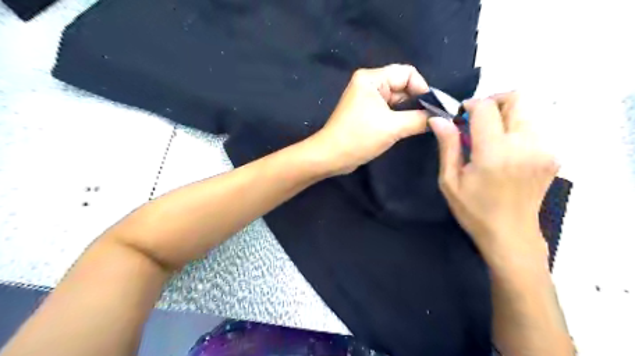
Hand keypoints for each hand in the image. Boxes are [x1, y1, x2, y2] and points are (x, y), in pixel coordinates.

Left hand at [311, 63, 428, 175]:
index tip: (434, 107)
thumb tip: (442, 117)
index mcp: (371, 78)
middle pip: (402, 85)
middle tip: (432, 117)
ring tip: (422, 123)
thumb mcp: (392, 128)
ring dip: (409, 110)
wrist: (331, 157)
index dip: (423, 88)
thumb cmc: (359, 138)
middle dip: (417, 100)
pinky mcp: (366, 112)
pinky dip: (399, 116)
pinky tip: (408, 126)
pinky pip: (389, 109)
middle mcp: (369, 84)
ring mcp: (367, 98)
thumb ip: (420, 119)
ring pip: (397, 99)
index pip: (407, 73)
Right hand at [428, 92, 556, 266]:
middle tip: (476, 121)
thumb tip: (438, 119)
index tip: (460, 116)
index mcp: (494, 153)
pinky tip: (504, 150)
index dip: (471, 105)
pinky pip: (534, 127)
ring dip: (505, 115)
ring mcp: (544, 149)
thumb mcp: (450, 180)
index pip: (486, 108)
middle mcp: (524, 145)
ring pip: (527, 110)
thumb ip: (448, 146)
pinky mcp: (552, 155)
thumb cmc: (473, 209)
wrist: (511, 234)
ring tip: (489, 137)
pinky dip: (516, 129)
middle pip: (516, 98)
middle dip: (493, 102)